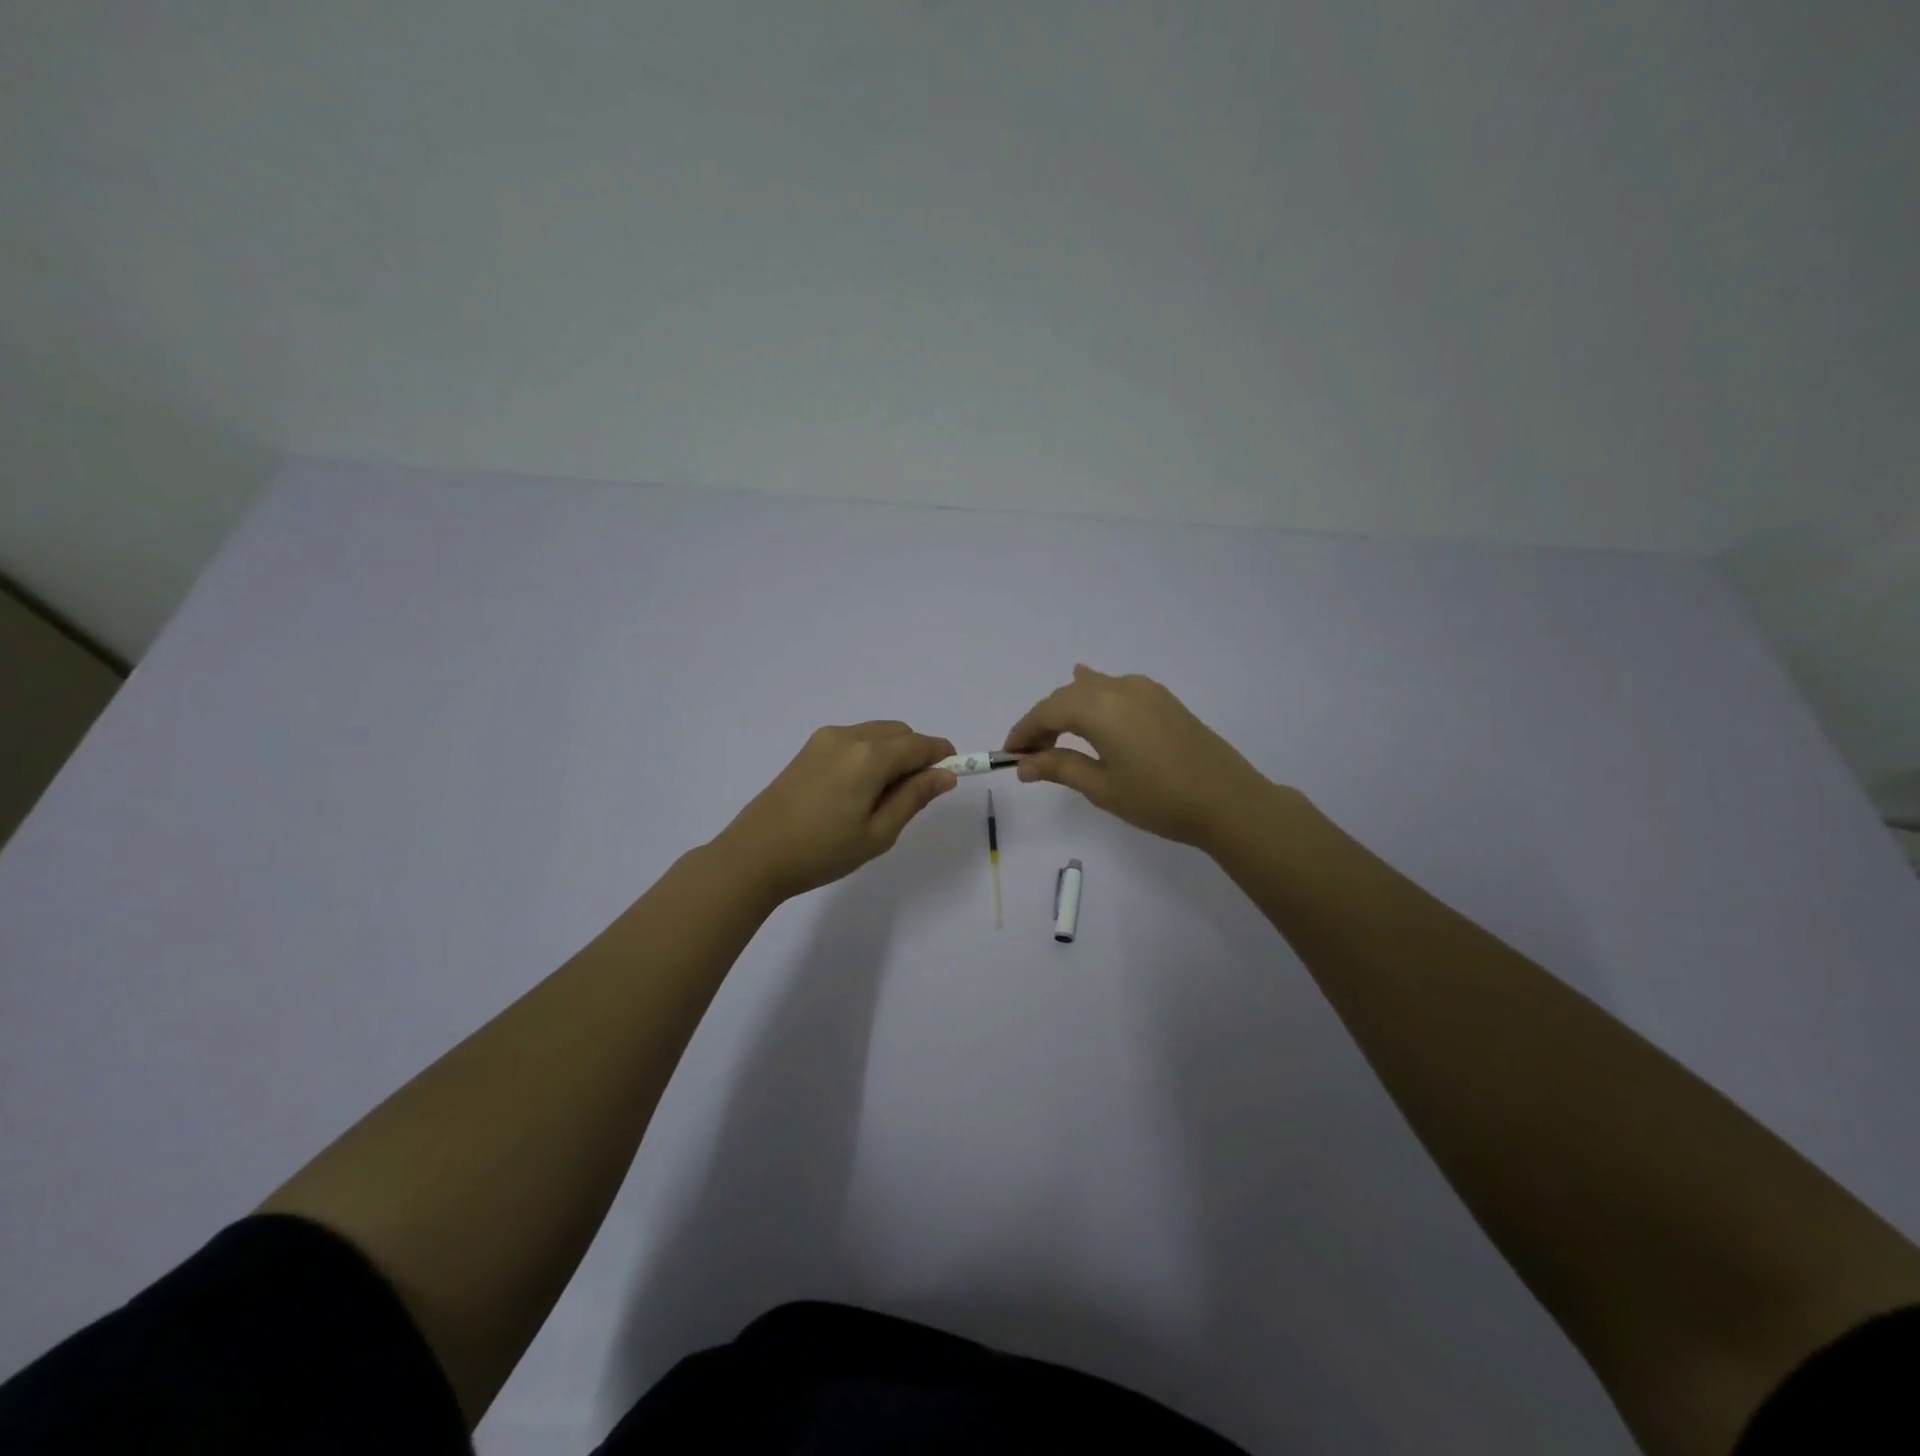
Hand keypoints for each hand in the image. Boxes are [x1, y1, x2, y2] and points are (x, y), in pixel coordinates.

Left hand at [714, 721, 957, 901]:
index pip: (920, 744)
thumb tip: (945, 775)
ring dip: (892, 754)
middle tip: (913, 796)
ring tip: (882, 798)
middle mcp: (849, 736)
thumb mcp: (878, 833)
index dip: (942, 756)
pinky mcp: (808, 748)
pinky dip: (869, 754)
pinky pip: (853, 740)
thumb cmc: (822, 851)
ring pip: (876, 734)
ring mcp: (825, 739)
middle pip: (899, 732)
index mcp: (870, 756)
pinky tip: (857, 791)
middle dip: (916, 754)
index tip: (952, 776)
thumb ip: (914, 797)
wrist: (755, 855)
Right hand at [1004, 665, 1273, 849]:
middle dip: (1044, 721)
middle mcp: (1119, 687)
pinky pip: (1116, 688)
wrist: (1228, 801)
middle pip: (1067, 696)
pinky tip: (1089, 693)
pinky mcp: (1162, 699)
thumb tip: (1024, 764)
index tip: (1009, 755)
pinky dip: (1094, 696)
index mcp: (1099, 707)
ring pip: (1091, 689)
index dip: (1024, 731)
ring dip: (1069, 709)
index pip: (1047, 711)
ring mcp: (1144, 690)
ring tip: (1057, 735)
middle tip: (1032, 754)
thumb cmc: (1159, 799)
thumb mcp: (1102, 788)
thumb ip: (1059, 768)